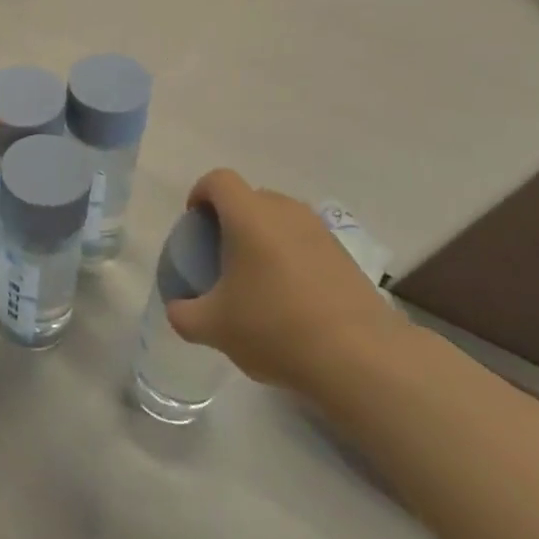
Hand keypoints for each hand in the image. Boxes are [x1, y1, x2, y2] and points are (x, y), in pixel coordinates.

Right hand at [165, 170, 407, 398]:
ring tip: (257, 279)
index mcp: (249, 216)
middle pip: (250, 198)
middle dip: (231, 219)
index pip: (218, 180)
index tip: (195, 225)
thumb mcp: (213, 328)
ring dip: (263, 238)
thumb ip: (184, 314)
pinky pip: (305, 242)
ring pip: (281, 220)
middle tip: (222, 256)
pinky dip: (291, 257)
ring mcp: (320, 231)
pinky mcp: (345, 256)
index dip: (200, 194)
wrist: (361, 357)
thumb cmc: (275, 328)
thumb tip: (177, 308)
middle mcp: (285, 211)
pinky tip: (290, 299)